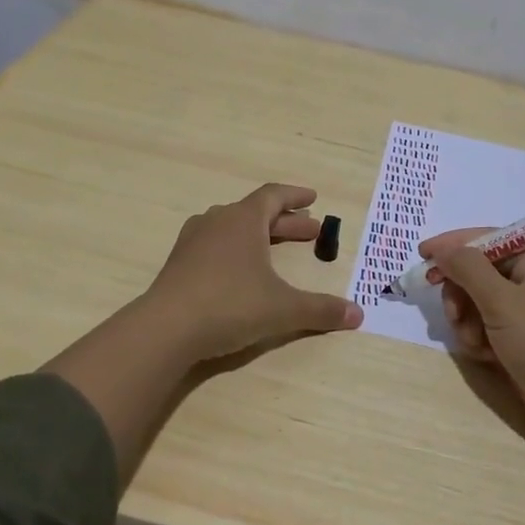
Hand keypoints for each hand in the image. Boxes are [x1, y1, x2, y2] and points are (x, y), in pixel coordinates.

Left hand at [146, 184, 362, 362]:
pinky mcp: (179, 263)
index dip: (295, 196)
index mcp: (243, 220)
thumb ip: (321, 310)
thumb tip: (358, 315)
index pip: (273, 196)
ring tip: (275, 246)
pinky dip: (236, 250)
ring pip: (233, 227)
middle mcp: (217, 221)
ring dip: (259, 235)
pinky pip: (215, 245)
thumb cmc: (230, 305)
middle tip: (311, 232)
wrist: (165, 329)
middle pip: (256, 213)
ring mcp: (193, 241)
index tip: (313, 198)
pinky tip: (240, 269)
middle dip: (286, 222)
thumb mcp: (283, 309)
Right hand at [419, 227, 524, 444]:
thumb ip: (468, 269)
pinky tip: (483, 356)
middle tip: (452, 313)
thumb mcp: (502, 301)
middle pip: (482, 274)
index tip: (422, 255)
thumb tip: (444, 249)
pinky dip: (481, 339)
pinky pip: (491, 329)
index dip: (455, 245)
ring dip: (468, 320)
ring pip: (482, 304)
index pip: (490, 240)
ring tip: (473, 342)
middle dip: (462, 292)